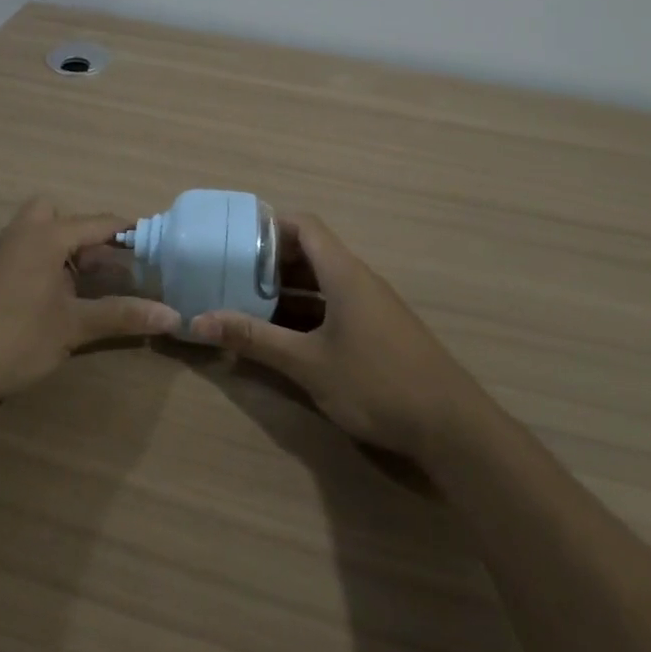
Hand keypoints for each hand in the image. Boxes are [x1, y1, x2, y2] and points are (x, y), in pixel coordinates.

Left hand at [0, 198, 178, 409]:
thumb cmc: (13, 337)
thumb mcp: (73, 327)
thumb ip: (121, 316)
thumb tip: (173, 315)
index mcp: (47, 235)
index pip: (99, 222)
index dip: (129, 233)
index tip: (155, 245)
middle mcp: (23, 233)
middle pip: (60, 217)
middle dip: (84, 236)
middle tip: (105, 267)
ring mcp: (0, 253)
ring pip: (39, 236)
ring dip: (64, 254)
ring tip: (86, 288)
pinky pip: (25, 255)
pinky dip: (45, 267)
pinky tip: (53, 302)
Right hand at [188, 214, 491, 458]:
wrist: (451, 425)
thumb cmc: (375, 382)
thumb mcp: (307, 363)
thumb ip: (254, 339)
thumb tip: (199, 321)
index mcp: (343, 272)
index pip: (304, 225)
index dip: (270, 227)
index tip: (236, 241)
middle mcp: (358, 279)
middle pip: (312, 252)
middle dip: (272, 263)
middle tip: (234, 277)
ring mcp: (372, 306)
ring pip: (323, 283)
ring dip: (289, 291)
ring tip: (249, 306)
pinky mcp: (380, 331)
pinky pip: (336, 306)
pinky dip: (309, 313)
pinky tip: (287, 338)